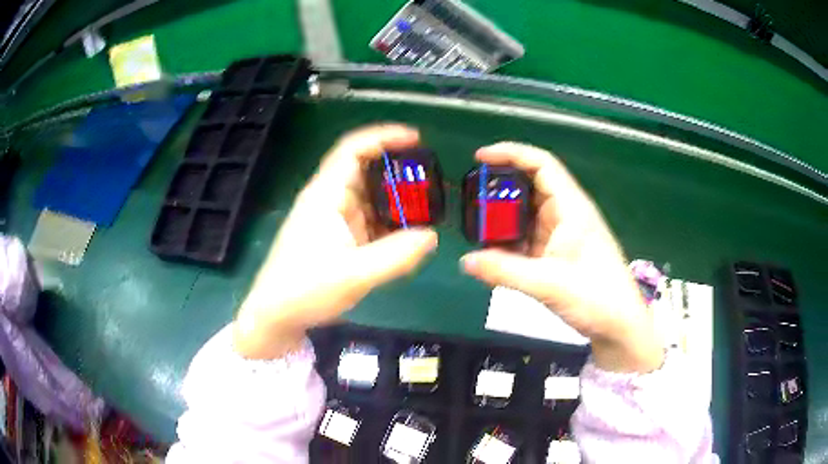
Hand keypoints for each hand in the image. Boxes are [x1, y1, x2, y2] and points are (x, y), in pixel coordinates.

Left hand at [234, 125, 438, 358]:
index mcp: (326, 195)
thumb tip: (432, 236)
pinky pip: (368, 221)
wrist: (276, 317)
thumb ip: (396, 255)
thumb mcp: (354, 274)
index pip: (353, 149)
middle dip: (399, 172)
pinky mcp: (337, 239)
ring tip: (428, 209)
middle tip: (432, 182)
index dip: (384, 137)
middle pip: (366, 171)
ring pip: (369, 198)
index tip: (417, 139)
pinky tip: (408, 236)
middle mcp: (329, 200)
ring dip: (396, 201)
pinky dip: (389, 224)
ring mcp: (332, 220)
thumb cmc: (305, 290)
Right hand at [461, 143, 662, 372]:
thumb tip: (465, 261)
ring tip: (473, 224)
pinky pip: (528, 238)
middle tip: (469, 197)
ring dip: (503, 218)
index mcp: (571, 207)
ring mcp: (562, 234)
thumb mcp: (548, 283)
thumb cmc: (596, 296)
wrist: (619, 325)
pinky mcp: (558, 254)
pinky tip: (491, 251)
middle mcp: (566, 214)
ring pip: (527, 214)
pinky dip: (509, 241)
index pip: (541, 164)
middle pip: (530, 186)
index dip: (511, 153)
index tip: (479, 157)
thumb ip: (504, 271)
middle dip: (499, 187)